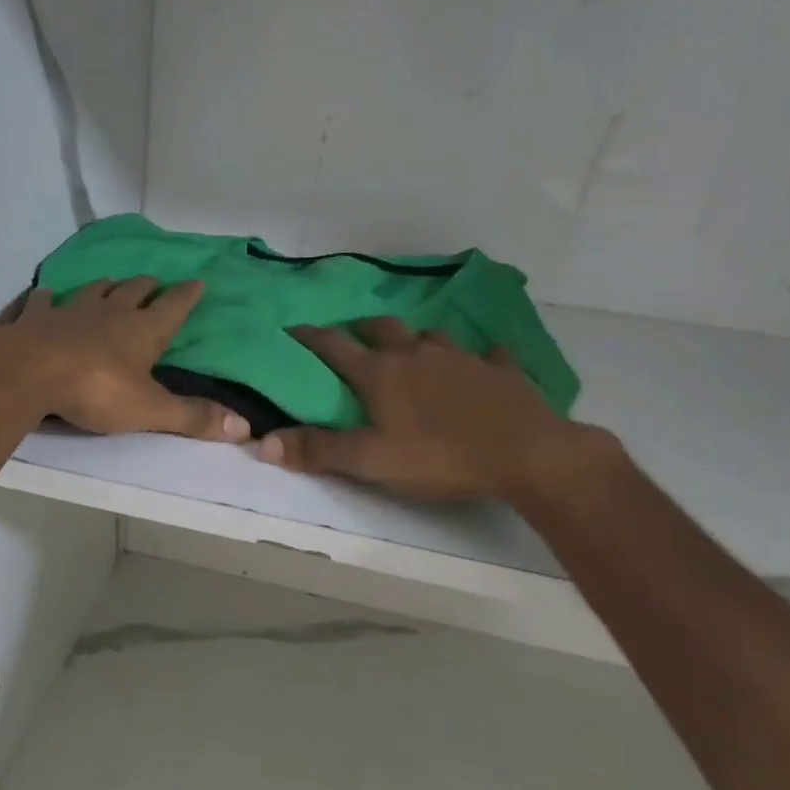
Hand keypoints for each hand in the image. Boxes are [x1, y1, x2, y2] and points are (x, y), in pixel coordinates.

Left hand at [0, 277, 248, 442]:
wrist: (30, 372)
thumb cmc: (97, 390)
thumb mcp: (150, 410)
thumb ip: (193, 417)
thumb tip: (245, 427)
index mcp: (142, 331)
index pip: (173, 307)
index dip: (187, 295)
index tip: (198, 281)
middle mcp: (110, 313)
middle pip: (133, 291)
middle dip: (146, 286)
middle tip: (153, 281)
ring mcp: (70, 311)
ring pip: (93, 290)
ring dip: (104, 286)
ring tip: (109, 282)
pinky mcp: (35, 317)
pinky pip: (42, 301)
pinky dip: (46, 298)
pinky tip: (44, 295)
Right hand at [257, 317, 605, 502]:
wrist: (525, 453)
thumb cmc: (439, 456)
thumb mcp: (371, 461)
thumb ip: (318, 450)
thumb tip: (264, 442)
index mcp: (380, 372)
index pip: (333, 346)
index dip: (309, 336)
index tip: (292, 329)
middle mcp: (415, 354)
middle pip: (381, 328)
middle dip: (361, 328)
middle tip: (354, 336)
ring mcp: (461, 357)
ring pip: (429, 335)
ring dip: (415, 338)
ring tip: (411, 349)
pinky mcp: (500, 369)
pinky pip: (488, 353)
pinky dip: (479, 355)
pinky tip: (483, 360)